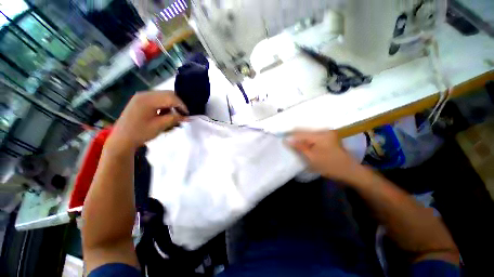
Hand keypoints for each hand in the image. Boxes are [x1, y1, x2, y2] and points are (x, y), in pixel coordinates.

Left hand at [108, 91, 187, 151]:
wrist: (121, 139)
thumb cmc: (140, 133)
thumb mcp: (159, 126)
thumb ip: (174, 119)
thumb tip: (187, 117)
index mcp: (147, 100)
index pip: (171, 98)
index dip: (182, 106)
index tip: (188, 115)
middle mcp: (145, 94)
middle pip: (168, 94)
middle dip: (178, 104)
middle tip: (183, 114)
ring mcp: (142, 97)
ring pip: (164, 96)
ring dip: (171, 105)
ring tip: (173, 116)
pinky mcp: (141, 100)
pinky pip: (158, 99)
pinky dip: (165, 105)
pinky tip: (164, 114)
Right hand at [288, 130, 360, 180]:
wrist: (349, 171)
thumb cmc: (330, 166)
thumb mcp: (312, 158)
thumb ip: (298, 147)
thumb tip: (286, 140)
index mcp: (321, 135)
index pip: (300, 132)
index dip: (290, 136)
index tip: (281, 140)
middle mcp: (324, 130)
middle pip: (304, 131)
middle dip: (295, 137)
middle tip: (286, 143)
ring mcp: (327, 133)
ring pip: (308, 133)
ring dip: (300, 139)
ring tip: (292, 144)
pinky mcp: (328, 136)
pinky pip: (313, 136)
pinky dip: (306, 140)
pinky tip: (302, 145)